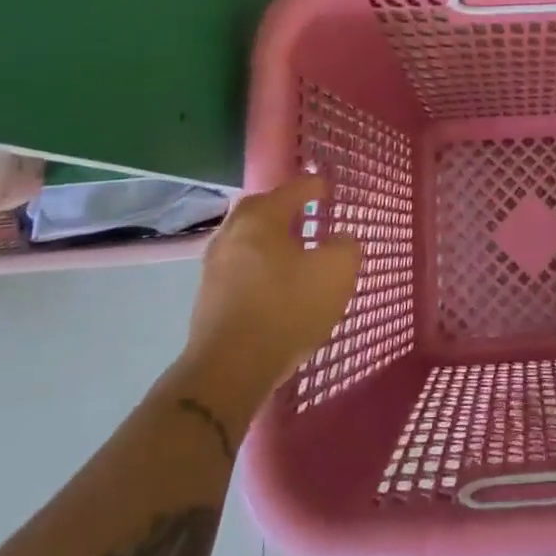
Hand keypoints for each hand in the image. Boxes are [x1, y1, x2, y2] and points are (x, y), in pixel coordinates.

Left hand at [183, 176, 360, 392]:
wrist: (231, 369)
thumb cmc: (288, 308)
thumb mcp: (336, 272)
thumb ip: (346, 247)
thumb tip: (340, 240)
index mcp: (261, 217)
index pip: (294, 189)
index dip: (315, 187)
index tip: (329, 190)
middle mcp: (233, 233)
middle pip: (262, 209)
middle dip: (286, 209)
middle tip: (309, 214)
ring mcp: (215, 265)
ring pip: (249, 239)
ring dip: (272, 239)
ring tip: (297, 251)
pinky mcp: (210, 296)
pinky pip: (242, 266)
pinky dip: (261, 265)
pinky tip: (278, 282)